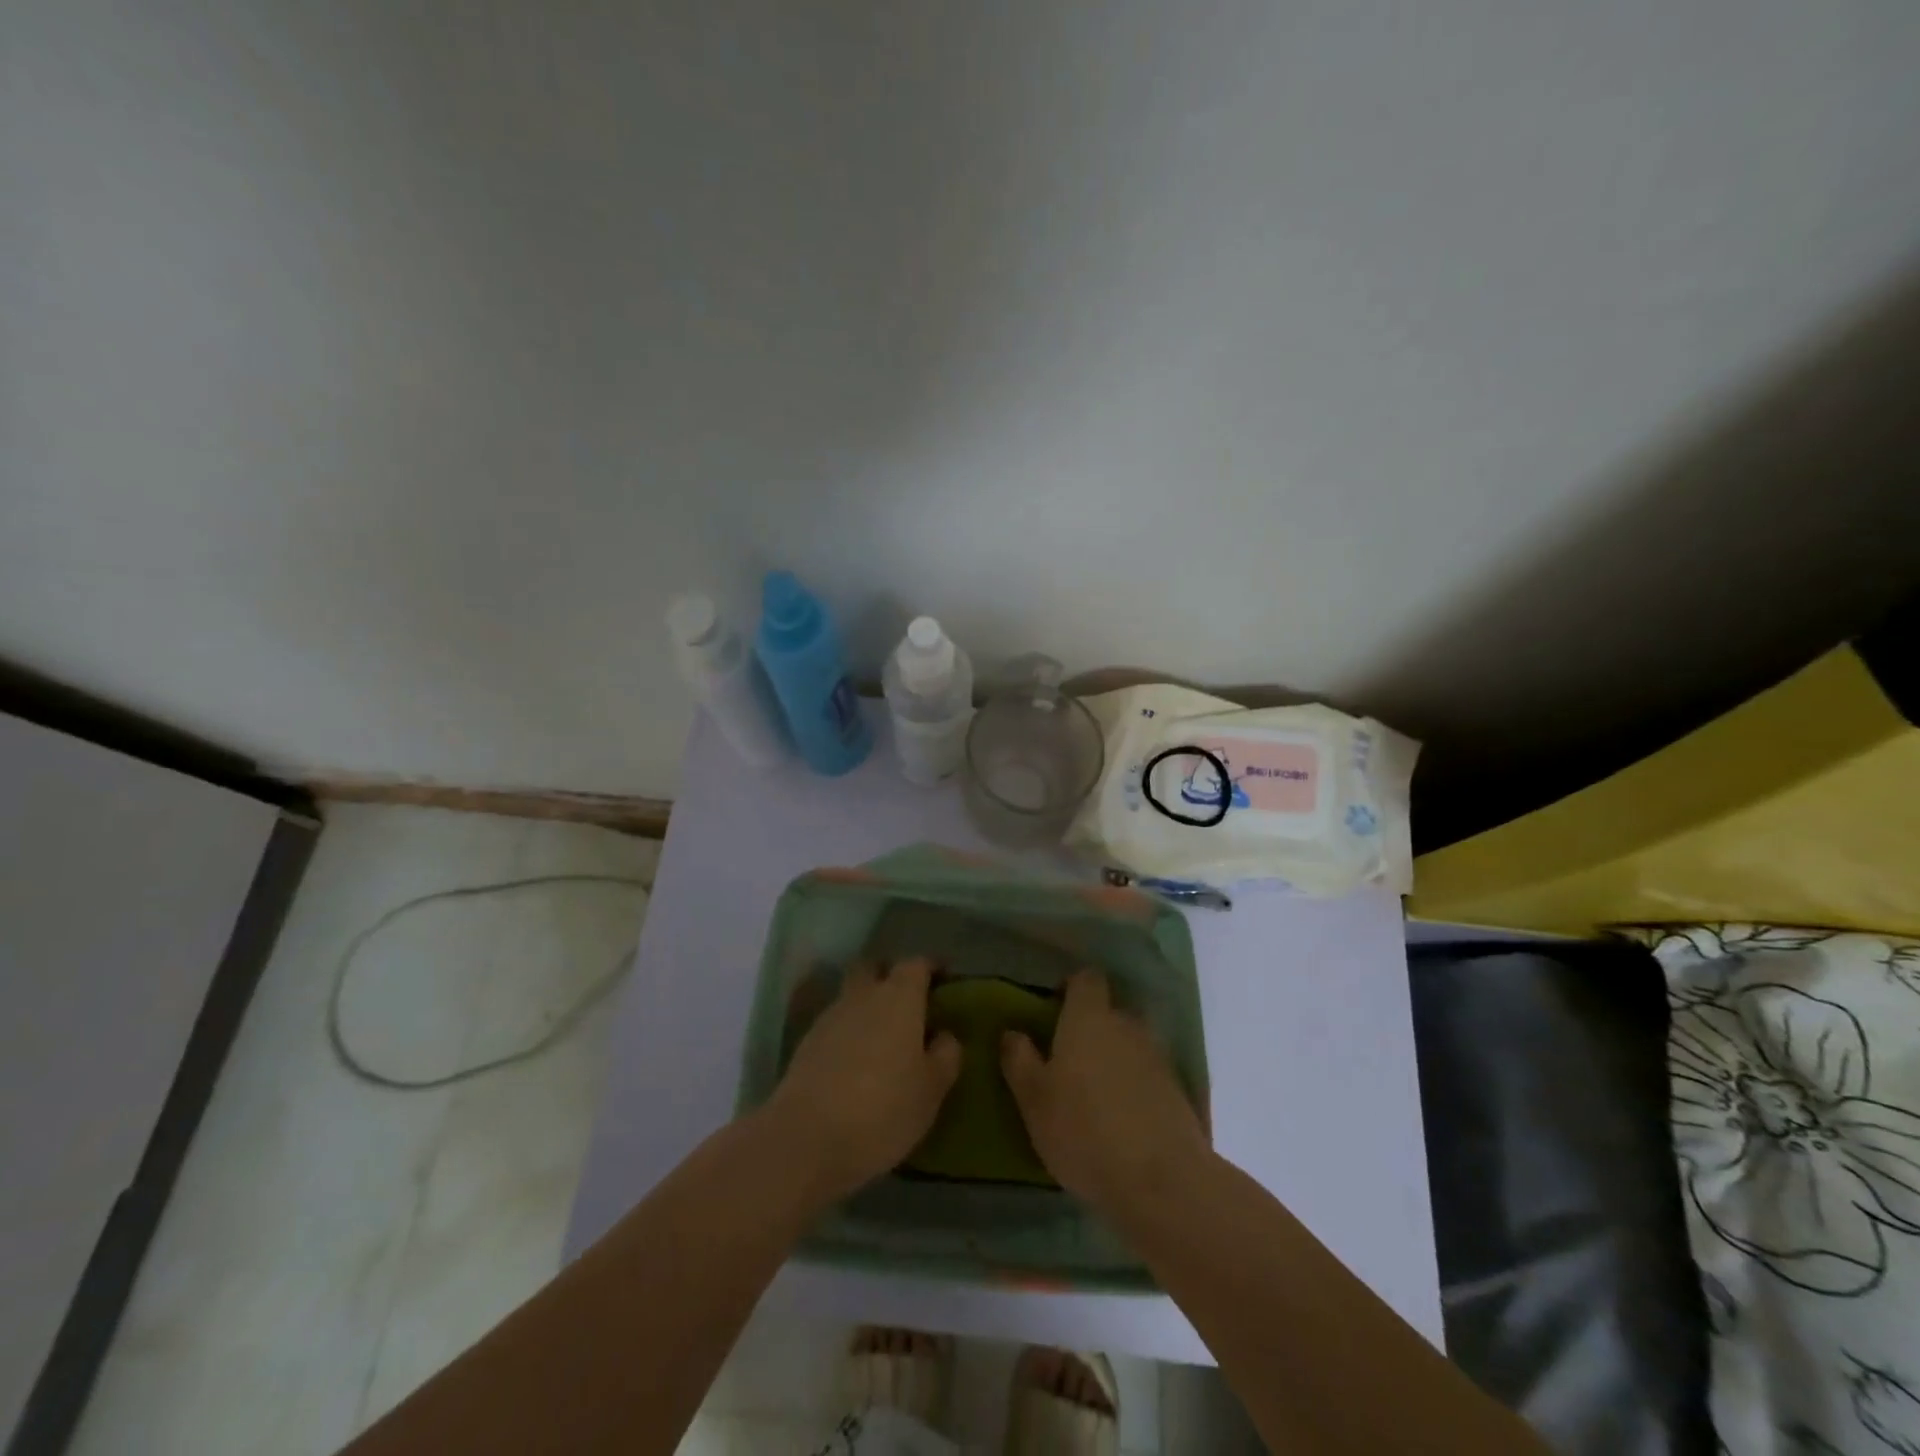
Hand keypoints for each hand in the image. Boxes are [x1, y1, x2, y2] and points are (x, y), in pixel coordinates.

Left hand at [765, 958, 961, 1204]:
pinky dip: (849, 1032)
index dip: (931, 967)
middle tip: (909, 1001)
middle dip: (890, 975)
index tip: (943, 977)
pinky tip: (858, 1061)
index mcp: (899, 997)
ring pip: (852, 996)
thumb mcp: (932, 1088)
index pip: (917, 964)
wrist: (807, 1138)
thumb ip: (945, 1055)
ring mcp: (830, 1017)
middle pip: (875, 969)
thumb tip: (944, 1035)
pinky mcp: (806, 1044)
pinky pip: (836, 1024)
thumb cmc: (884, 1108)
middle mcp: (863, 995)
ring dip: (867, 1006)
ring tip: (884, 1037)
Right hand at [1002, 970, 1210, 1216]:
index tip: (1054, 1009)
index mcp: (1089, 1018)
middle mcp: (1127, 1025)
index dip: (1071, 987)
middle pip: (1109, 1011)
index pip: (1086, 978)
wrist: (1162, 1181)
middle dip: (1091, 1027)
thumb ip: (1019, 1060)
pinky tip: (1122, 1119)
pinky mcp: (1177, 1090)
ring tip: (1095, 1094)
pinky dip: (1135, 1086)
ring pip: (1130, 1044)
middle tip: (1069, 1059)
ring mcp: (1157, 1057)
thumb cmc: (1084, 1131)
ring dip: (1114, 1058)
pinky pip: (1148, 1074)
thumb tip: (1012, 1032)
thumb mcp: (1034, 1100)